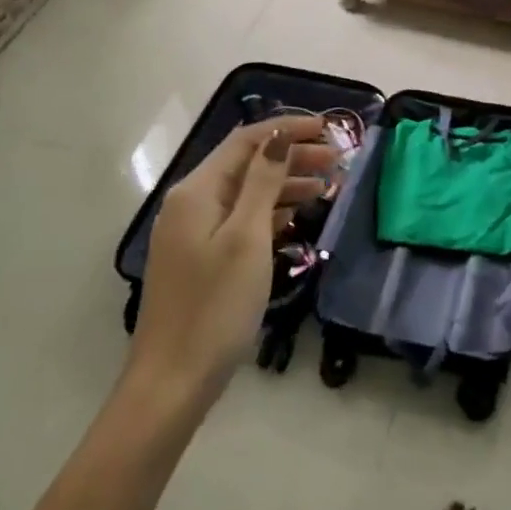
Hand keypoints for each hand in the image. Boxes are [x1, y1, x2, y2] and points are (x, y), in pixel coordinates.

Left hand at [129, 118, 336, 398]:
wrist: (173, 381)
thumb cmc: (215, 305)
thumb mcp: (247, 237)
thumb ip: (264, 182)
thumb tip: (280, 135)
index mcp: (197, 191)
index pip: (246, 141)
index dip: (287, 128)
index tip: (329, 128)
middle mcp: (192, 203)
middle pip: (247, 165)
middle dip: (291, 156)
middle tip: (337, 160)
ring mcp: (194, 233)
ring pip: (246, 193)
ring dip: (285, 184)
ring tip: (328, 186)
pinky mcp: (202, 258)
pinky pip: (241, 220)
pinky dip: (271, 213)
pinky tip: (297, 217)